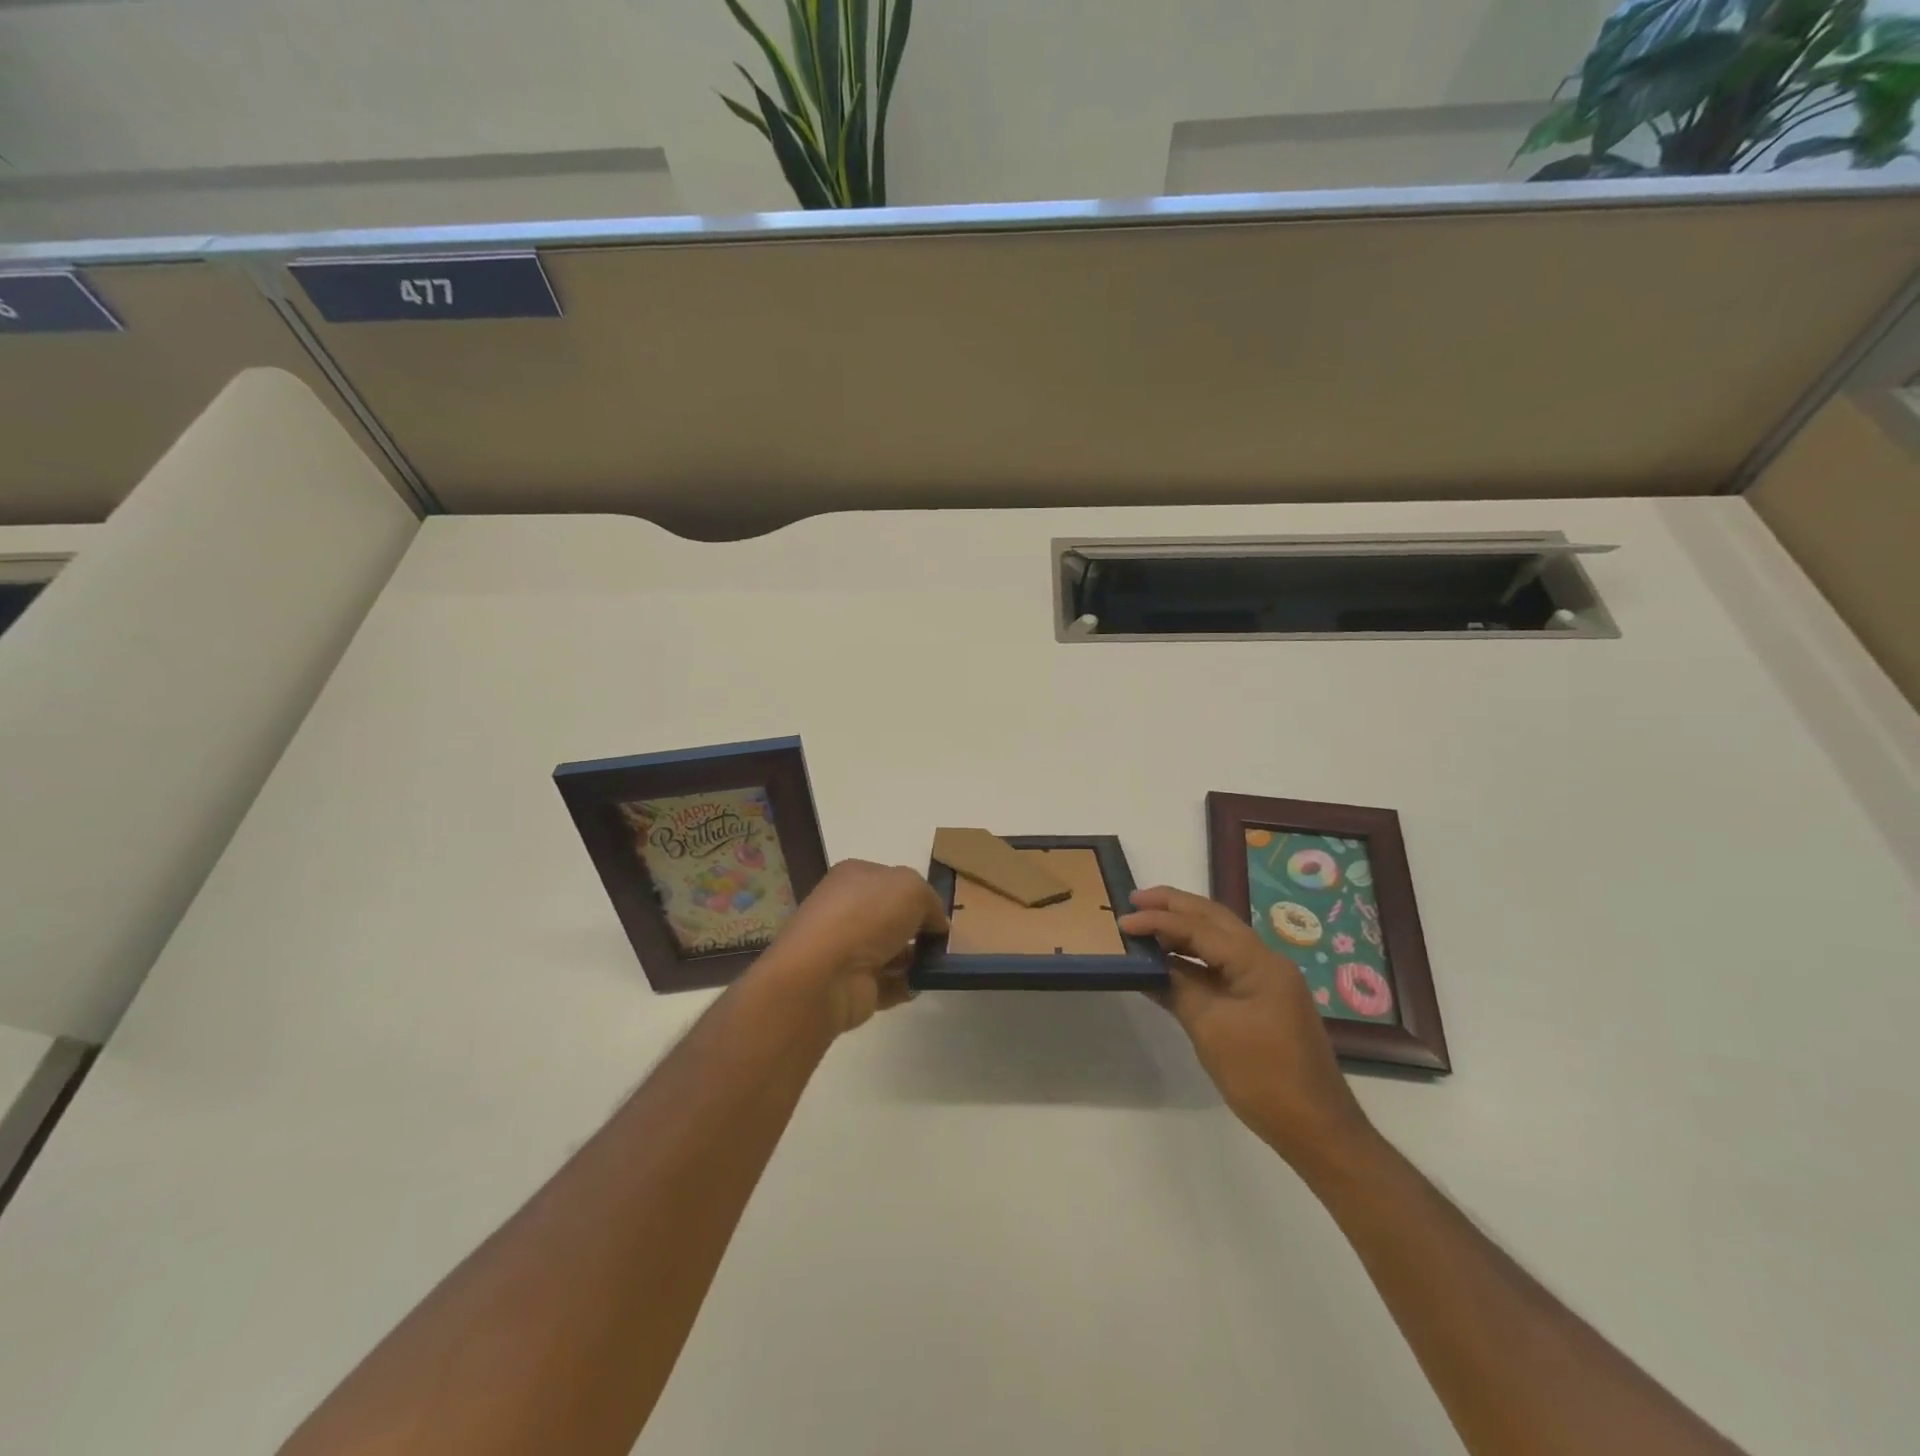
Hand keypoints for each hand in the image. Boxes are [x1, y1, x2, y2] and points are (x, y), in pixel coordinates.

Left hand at [754, 860, 947, 1034]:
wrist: (826, 974)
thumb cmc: (867, 916)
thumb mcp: (912, 888)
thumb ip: (930, 900)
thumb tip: (936, 923)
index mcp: (854, 877)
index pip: (891, 880)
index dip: (917, 894)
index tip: (940, 912)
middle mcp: (847, 910)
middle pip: (891, 917)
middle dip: (918, 928)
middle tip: (944, 940)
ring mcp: (847, 949)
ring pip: (891, 950)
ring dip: (916, 958)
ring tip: (941, 964)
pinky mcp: (851, 985)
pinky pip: (888, 983)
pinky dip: (906, 984)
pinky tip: (923, 983)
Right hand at [1119, 886, 1371, 1169]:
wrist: (1316, 1129)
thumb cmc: (1262, 1077)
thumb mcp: (1210, 1029)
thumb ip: (1178, 988)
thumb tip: (1147, 965)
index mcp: (1259, 962)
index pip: (1200, 928)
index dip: (1159, 920)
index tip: (1124, 921)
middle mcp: (1266, 961)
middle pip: (1215, 919)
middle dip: (1174, 906)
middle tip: (1135, 899)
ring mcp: (1267, 980)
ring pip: (1219, 939)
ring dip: (1184, 928)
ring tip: (1147, 923)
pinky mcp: (1263, 1000)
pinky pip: (1223, 964)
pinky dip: (1194, 957)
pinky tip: (1169, 961)